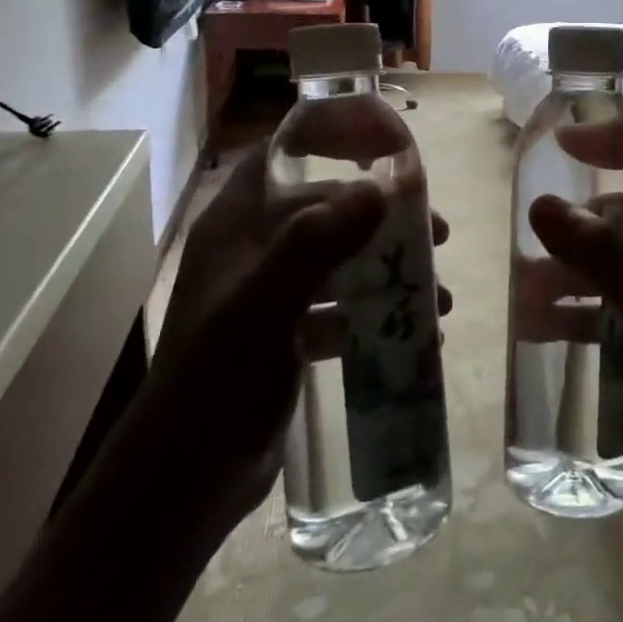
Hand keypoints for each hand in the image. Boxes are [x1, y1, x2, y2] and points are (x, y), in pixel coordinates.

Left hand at [155, 143, 451, 519]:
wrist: (185, 481)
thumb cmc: (218, 378)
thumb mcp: (266, 303)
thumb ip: (318, 241)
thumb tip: (381, 188)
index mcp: (236, 225)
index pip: (282, 155)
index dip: (331, 140)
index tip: (388, 147)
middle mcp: (252, 249)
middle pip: (326, 209)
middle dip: (382, 219)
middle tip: (436, 234)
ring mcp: (269, 293)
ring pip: (338, 260)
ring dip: (386, 271)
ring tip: (435, 297)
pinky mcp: (284, 334)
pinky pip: (338, 307)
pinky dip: (372, 314)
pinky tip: (411, 334)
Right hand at [528, 129, 622, 526]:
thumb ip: (601, 252)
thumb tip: (541, 203)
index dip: (619, 144)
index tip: (567, 146)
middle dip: (579, 222)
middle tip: (532, 234)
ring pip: (613, 266)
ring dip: (569, 270)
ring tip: (523, 289)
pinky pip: (608, 310)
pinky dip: (575, 313)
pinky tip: (538, 329)